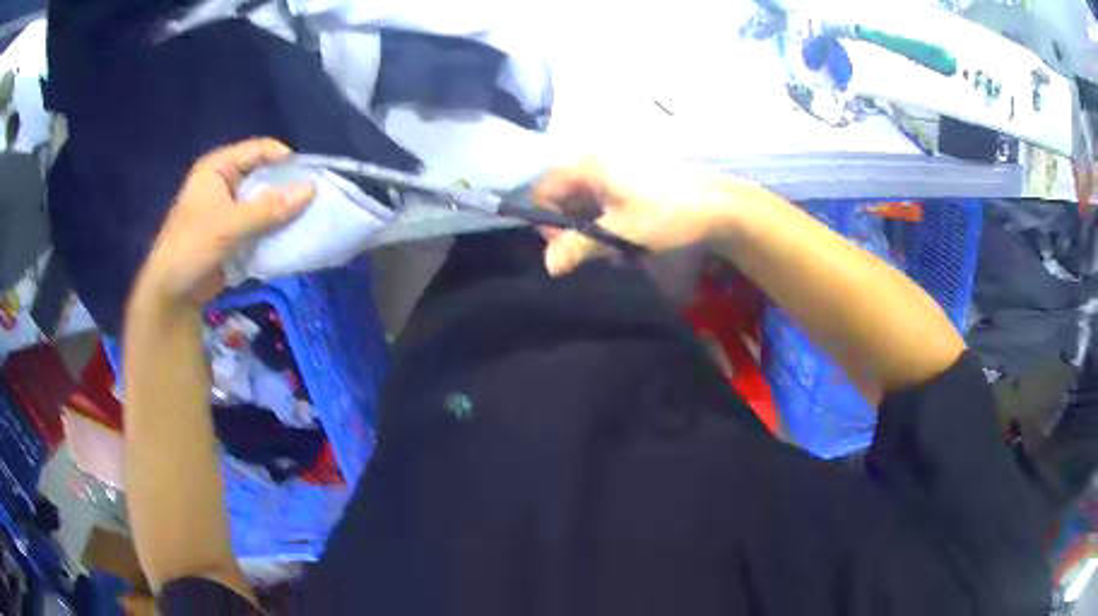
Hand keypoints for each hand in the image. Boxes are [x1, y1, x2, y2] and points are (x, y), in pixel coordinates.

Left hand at [135, 138, 314, 307]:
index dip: (285, 159)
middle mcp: (225, 181)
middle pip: (264, 174)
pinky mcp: (233, 231)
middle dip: (286, 186)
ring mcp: (229, 208)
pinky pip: (260, 223)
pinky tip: (290, 234)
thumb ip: (270, 208)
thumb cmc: (193, 247)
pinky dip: (274, 228)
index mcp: (218, 168)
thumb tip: (311, 189)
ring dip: (282, 210)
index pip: (258, 150)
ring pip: (264, 201)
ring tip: (307, 217)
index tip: (309, 176)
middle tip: (313, 199)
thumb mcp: (230, 225)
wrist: (173, 293)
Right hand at [532, 159, 757, 275]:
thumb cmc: (665, 214)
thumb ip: (578, 246)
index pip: (545, 189)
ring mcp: (619, 164)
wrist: (720, 206)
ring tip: (610, 246)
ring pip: (586, 196)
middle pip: (565, 192)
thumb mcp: (619, 233)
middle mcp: (598, 158)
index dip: (547, 221)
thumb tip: (549, 266)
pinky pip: (606, 195)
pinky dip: (607, 217)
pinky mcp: (636, 174)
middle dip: (570, 225)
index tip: (565, 247)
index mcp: (588, 164)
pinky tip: (624, 235)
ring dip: (590, 224)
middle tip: (589, 251)